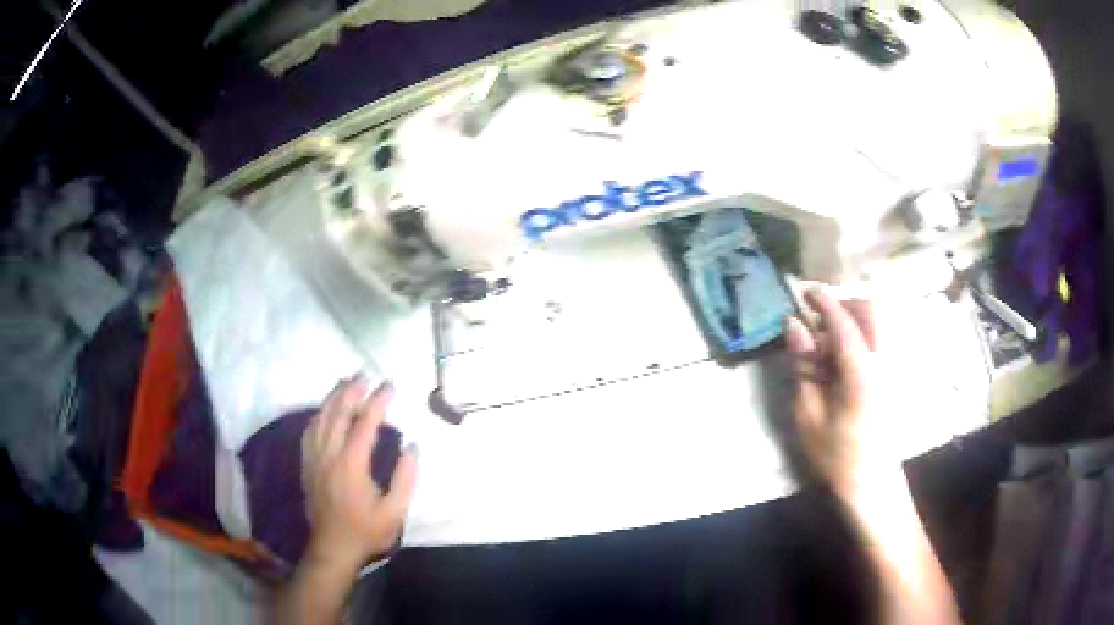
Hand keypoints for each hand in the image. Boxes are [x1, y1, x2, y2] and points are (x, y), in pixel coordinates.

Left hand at [300, 378, 417, 574]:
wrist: (333, 548)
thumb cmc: (366, 531)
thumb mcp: (395, 512)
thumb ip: (405, 479)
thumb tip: (412, 447)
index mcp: (352, 464)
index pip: (365, 424)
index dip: (377, 401)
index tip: (390, 385)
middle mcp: (329, 455)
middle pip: (337, 414)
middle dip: (351, 391)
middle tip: (363, 375)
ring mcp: (315, 459)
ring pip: (320, 419)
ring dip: (332, 398)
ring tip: (344, 384)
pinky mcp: (307, 466)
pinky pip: (309, 433)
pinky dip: (317, 416)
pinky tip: (323, 411)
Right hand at [784, 290, 897, 500]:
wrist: (872, 484)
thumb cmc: (836, 455)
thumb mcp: (809, 414)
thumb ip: (804, 364)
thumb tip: (793, 324)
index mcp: (861, 371)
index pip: (844, 320)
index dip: (823, 300)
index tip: (804, 291)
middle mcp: (884, 360)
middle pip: (871, 309)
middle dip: (844, 304)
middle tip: (819, 322)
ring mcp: (894, 366)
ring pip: (879, 321)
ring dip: (854, 318)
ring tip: (829, 343)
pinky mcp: (896, 375)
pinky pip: (881, 338)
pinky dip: (862, 334)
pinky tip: (844, 360)